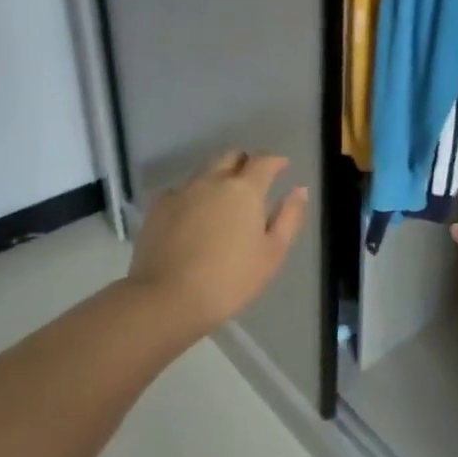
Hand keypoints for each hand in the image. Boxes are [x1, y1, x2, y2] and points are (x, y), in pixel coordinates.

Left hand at [127, 152, 308, 333]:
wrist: (166, 299)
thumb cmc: (230, 280)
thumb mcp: (272, 253)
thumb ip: (289, 217)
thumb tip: (299, 189)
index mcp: (244, 190)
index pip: (263, 161)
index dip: (275, 161)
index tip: (282, 166)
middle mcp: (212, 181)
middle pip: (230, 157)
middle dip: (244, 163)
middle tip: (251, 181)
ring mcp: (182, 192)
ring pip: (204, 172)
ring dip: (217, 178)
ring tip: (222, 201)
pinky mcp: (158, 208)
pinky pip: (181, 191)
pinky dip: (192, 197)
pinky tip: (192, 217)